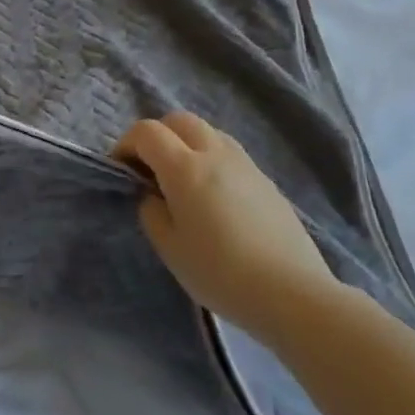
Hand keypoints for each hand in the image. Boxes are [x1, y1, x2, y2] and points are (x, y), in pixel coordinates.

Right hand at [115, 111, 337, 343]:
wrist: (293, 294)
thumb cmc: (220, 272)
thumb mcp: (169, 247)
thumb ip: (151, 211)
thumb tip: (154, 195)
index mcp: (185, 168)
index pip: (147, 132)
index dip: (126, 144)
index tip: (121, 169)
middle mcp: (215, 154)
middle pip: (179, 121)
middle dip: (157, 136)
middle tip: (149, 168)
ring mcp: (246, 165)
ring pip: (209, 133)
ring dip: (187, 144)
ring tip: (183, 180)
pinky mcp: (267, 182)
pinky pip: (230, 155)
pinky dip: (212, 160)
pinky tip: (215, 197)